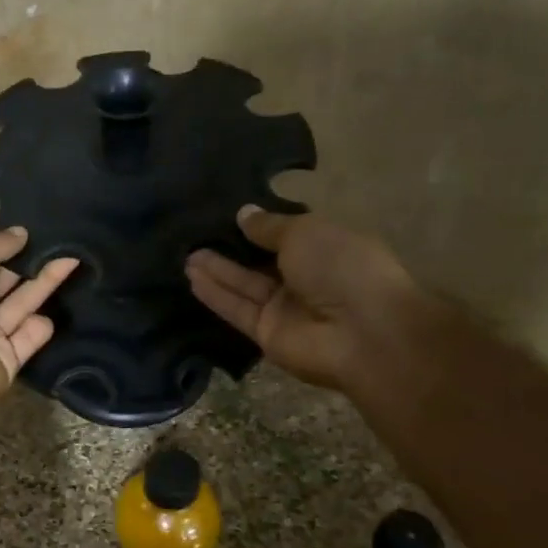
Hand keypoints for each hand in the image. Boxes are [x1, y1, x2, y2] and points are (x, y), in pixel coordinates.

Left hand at [0, 229, 80, 419]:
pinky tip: (52, 308)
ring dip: (45, 285)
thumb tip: (21, 232)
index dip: (7, 246)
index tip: (38, 228)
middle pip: (6, 282)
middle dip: (31, 263)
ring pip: (22, 306)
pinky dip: (39, 327)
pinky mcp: (7, 362)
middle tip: (65, 240)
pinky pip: (28, 339)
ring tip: (73, 259)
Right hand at [185, 206, 419, 390]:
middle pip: (260, 262)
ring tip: (185, 255)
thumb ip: (269, 226)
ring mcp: (285, 309)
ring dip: (217, 271)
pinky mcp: (266, 334)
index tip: (227, 216)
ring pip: (244, 286)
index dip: (259, 227)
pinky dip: (216, 294)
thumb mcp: (305, 232)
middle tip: (196, 236)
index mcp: (326, 248)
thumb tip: (243, 213)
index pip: (287, 236)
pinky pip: (237, 309)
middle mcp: (305, 279)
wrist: (362, 333)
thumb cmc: (342, 267)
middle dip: (231, 250)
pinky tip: (192, 277)